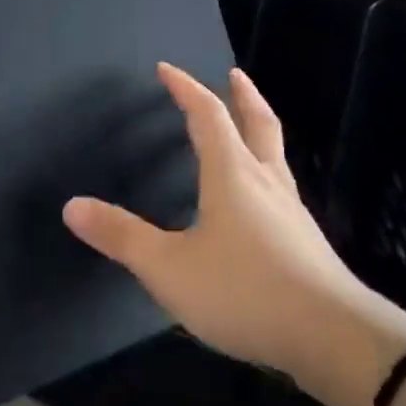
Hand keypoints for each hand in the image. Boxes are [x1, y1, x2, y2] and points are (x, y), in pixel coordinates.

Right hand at [63, 63, 405, 405]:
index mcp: (232, 173)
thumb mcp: (170, 269)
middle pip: (257, 122)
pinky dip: (267, 170)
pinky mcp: (306, 239)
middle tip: (234, 75)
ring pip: (274, 154)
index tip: (167, 70)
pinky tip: (262, 199)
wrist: (332, 336)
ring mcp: (292, 209)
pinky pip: (282, 187)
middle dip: (242, 96)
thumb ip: (122, 237)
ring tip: (247, 129)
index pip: (207, 114)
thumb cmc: (245, 292)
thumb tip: (72, 205)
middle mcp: (265, 180)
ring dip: (259, 129)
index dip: (185, 88)